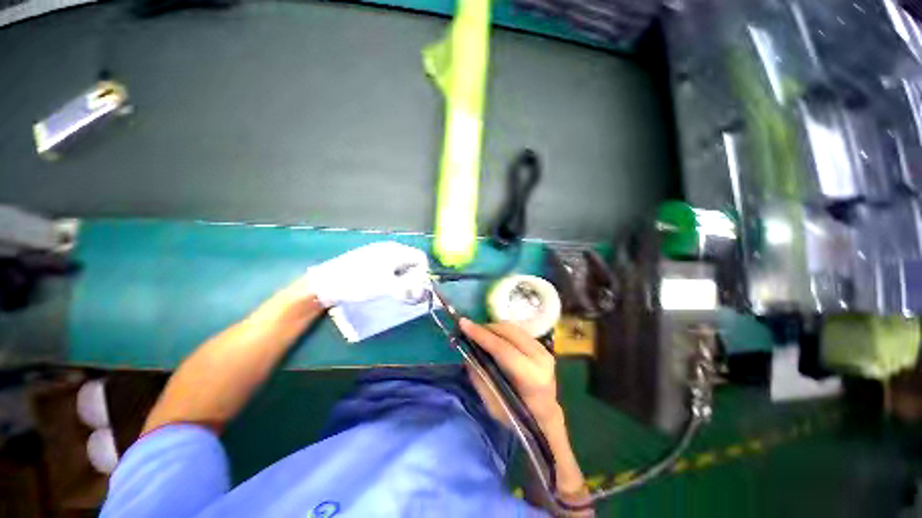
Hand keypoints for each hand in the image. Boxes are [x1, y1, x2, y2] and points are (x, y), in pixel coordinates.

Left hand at [301, 241, 429, 307]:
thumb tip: (422, 289)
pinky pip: (390, 268)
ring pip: (401, 266)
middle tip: (406, 293)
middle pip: (411, 262)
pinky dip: (393, 279)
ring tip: (395, 292)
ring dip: (402, 280)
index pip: (420, 258)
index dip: (423, 274)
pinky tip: (383, 287)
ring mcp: (378, 254)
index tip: (416, 289)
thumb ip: (409, 286)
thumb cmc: (358, 283)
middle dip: (413, 278)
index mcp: (395, 251)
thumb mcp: (387, 286)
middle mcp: (389, 249)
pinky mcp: (370, 261)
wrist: (325, 284)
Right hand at [459, 319, 561, 427]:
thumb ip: (480, 378)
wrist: (545, 415)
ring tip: (479, 333)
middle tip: (469, 329)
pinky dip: (502, 331)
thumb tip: (467, 353)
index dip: (481, 335)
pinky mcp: (542, 346)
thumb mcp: (494, 406)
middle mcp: (541, 359)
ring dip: (493, 328)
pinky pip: (518, 331)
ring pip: (513, 328)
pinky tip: (493, 336)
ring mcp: (544, 350)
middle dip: (486, 328)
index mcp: (531, 377)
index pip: (503, 349)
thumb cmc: (518, 417)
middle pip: (509, 333)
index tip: (463, 324)